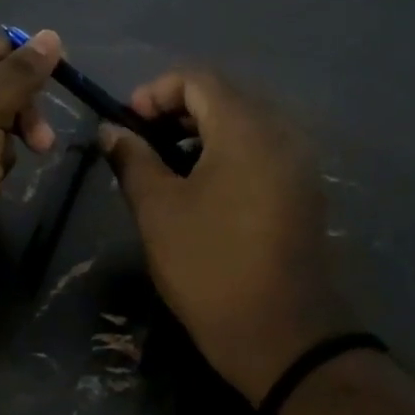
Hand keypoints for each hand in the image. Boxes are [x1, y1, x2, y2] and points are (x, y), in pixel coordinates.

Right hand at [99, 70, 357, 403]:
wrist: (281, 335)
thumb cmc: (209, 266)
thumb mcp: (158, 210)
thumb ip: (132, 160)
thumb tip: (112, 131)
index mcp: (246, 130)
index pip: (199, 80)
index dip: (155, 92)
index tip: (126, 124)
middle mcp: (281, 135)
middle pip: (225, 98)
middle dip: (176, 111)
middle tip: (140, 143)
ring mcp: (298, 165)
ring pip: (244, 126)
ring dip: (200, 134)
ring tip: (165, 167)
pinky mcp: (303, 193)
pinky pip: (261, 153)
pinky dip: (226, 155)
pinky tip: (201, 189)